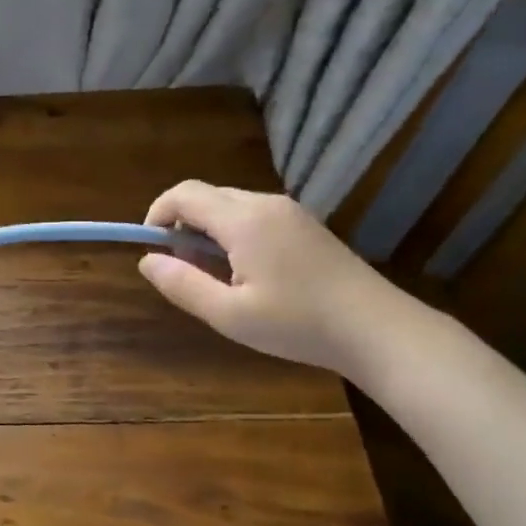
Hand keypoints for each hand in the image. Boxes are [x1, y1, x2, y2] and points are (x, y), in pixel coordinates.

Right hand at [138, 182, 410, 377]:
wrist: (379, 330)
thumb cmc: (298, 324)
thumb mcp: (229, 314)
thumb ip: (181, 284)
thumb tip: (146, 260)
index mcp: (243, 220)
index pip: (183, 195)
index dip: (156, 214)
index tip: (152, 249)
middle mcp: (265, 204)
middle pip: (206, 196)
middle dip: (182, 225)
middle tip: (184, 269)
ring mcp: (289, 211)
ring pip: (229, 205)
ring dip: (208, 231)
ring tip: (215, 277)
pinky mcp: (305, 224)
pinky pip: (253, 215)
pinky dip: (233, 234)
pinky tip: (247, 273)